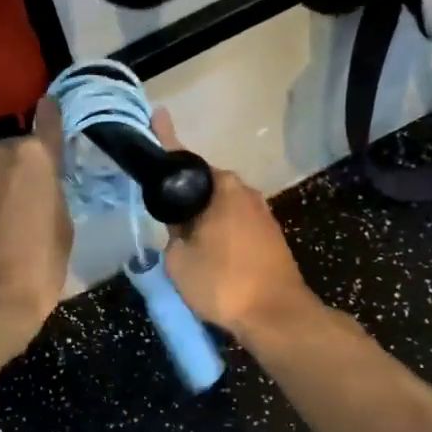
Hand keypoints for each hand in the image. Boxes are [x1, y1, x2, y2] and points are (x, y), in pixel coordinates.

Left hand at [0, 97, 73, 355]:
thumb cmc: (37, 266)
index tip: (50, 106)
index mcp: (33, 158)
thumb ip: (51, 195)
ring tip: (2, 222)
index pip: (47, 123)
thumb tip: (39, 187)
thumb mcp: (62, 229)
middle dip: (19, 169)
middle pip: (13, 153)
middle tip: (28, 200)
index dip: (51, 117)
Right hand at [151, 111, 320, 346]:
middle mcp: (245, 192)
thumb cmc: (222, 282)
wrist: (274, 315)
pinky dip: (219, 232)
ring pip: (221, 207)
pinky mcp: (271, 237)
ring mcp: (262, 214)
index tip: (157, 116)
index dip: (165, 139)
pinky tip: (208, 254)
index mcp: (222, 187)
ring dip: (203, 217)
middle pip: (205, 185)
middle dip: (185, 195)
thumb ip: (173, 235)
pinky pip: (235, 225)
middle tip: (164, 217)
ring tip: (184, 242)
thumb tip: (182, 230)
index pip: (184, 158)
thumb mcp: (179, 260)